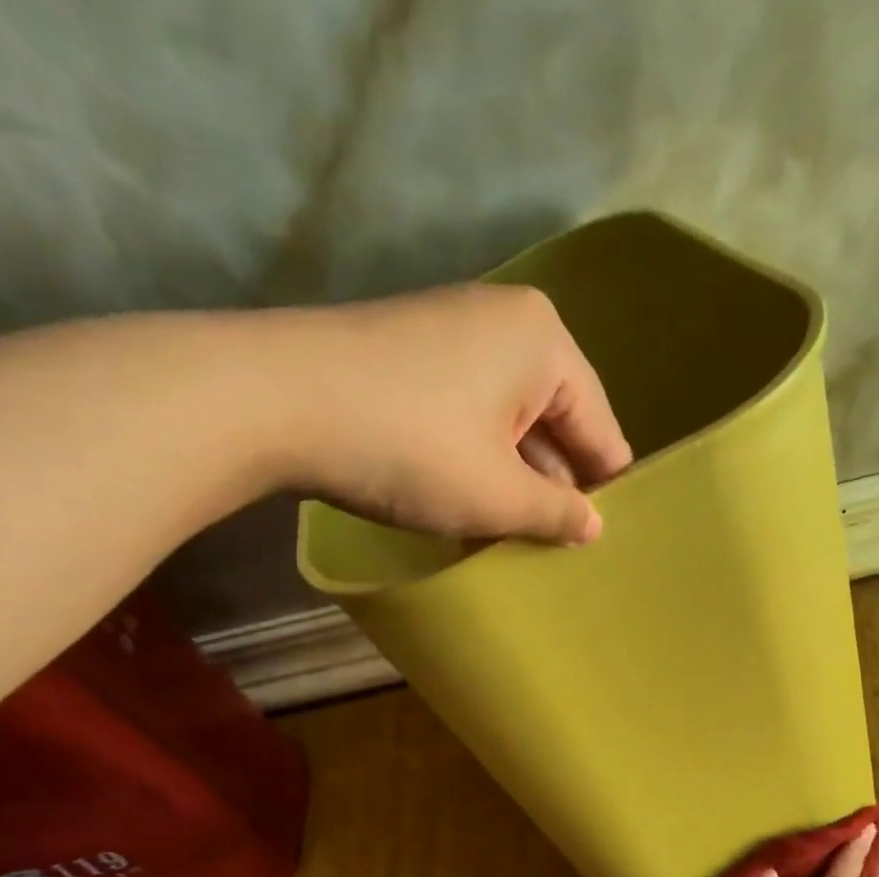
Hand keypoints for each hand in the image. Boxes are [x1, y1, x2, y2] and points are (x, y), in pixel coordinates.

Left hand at [275, 283, 631, 543]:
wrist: (274, 401)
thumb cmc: (410, 448)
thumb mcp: (496, 495)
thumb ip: (556, 514)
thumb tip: (594, 526)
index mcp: (544, 343)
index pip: (600, 428)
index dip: (604, 490)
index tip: (603, 542)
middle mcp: (506, 323)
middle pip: (554, 422)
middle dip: (552, 487)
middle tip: (555, 550)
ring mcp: (454, 332)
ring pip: (508, 423)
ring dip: (511, 480)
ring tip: (513, 539)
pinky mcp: (412, 354)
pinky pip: (469, 415)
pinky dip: (475, 460)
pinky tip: (467, 506)